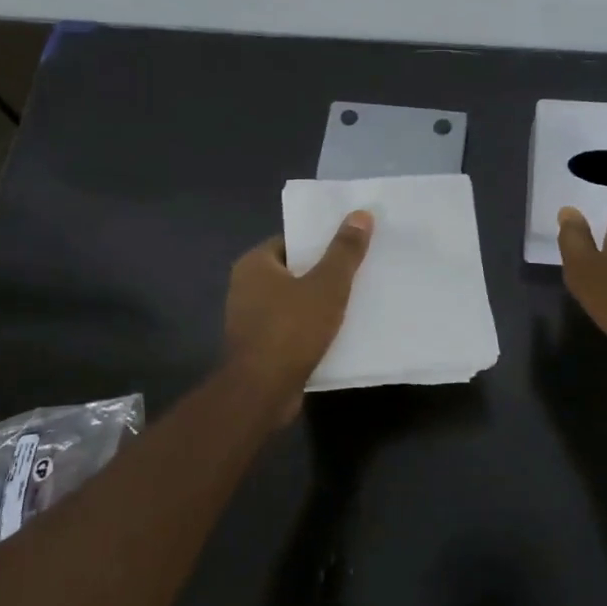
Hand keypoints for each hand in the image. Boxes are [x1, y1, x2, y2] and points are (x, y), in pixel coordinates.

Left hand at [224, 211, 374, 418]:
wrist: (262, 392)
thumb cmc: (291, 329)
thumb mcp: (327, 285)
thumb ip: (344, 250)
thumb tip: (361, 213)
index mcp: (254, 264)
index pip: (292, 241)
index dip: (321, 243)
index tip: (350, 246)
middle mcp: (245, 287)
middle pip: (294, 271)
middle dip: (324, 273)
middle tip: (359, 272)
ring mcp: (250, 320)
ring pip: (294, 302)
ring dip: (319, 303)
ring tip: (355, 301)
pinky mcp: (259, 347)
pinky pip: (291, 328)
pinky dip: (311, 328)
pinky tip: (338, 332)